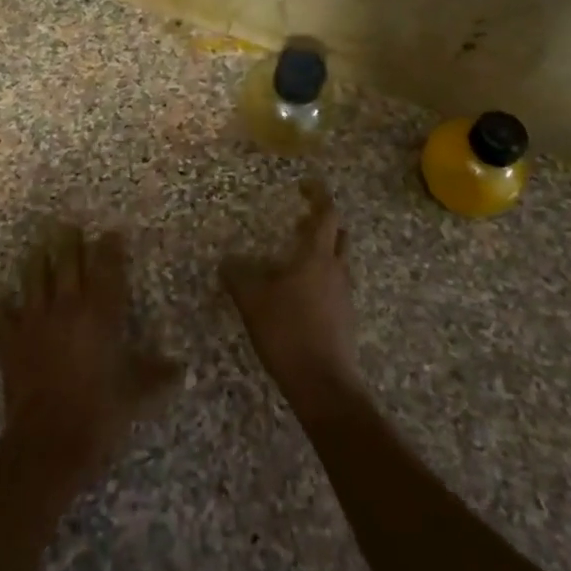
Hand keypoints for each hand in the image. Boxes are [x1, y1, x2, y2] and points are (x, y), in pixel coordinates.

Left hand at [0, 226, 180, 477]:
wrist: (50, 441)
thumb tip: (181, 369)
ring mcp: (35, 321)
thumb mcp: (137, 392)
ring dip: (35, 262)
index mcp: (100, 312)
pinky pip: (1, 317)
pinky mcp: (10, 342)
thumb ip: (157, 374)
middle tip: (68, 228)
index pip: (106, 267)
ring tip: (37, 249)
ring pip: (33, 278)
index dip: (109, 247)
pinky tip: (0, 302)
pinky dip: (1, 308)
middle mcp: (67, 306)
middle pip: (66, 262)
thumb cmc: (100, 411)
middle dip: (68, 242)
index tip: (111, 233)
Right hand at [222, 180, 361, 411]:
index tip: (305, 185)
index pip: (326, 213)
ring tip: (294, 256)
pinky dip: (320, 277)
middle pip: (338, 235)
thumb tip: (227, 261)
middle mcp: (336, 270)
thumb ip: (238, 277)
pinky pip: (334, 285)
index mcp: (316, 256)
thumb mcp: (253, 301)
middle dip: (322, 222)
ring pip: (338, 261)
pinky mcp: (344, 318)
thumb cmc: (288, 332)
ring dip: (321, 251)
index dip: (318, 195)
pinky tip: (298, 293)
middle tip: (299, 220)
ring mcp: (344, 295)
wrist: (323, 384)